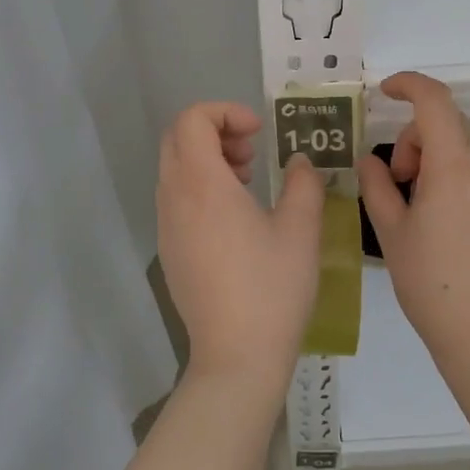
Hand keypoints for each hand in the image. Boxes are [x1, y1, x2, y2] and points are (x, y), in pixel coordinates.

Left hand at [157, 102, 323, 404]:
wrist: (236, 357)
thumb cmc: (271, 288)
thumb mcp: (301, 230)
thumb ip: (303, 183)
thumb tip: (299, 162)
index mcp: (202, 185)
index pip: (192, 120)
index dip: (225, 112)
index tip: (259, 133)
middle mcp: (174, 198)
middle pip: (177, 139)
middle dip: (215, 131)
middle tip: (252, 154)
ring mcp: (167, 226)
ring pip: (175, 168)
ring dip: (208, 159)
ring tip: (249, 182)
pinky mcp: (169, 250)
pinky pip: (176, 198)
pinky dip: (201, 187)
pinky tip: (236, 218)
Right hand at [357, 73, 469, 376]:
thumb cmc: (429, 283)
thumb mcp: (390, 231)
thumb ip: (376, 184)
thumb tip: (370, 159)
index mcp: (455, 166)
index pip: (434, 100)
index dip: (408, 85)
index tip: (384, 93)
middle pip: (449, 123)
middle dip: (416, 138)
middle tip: (399, 180)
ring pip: (468, 147)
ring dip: (439, 158)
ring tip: (424, 205)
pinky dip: (463, 176)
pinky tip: (453, 221)